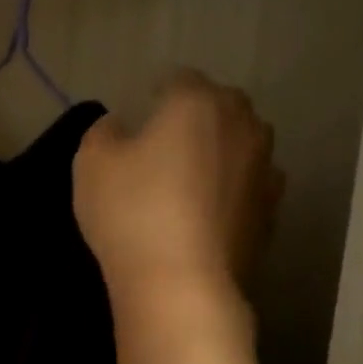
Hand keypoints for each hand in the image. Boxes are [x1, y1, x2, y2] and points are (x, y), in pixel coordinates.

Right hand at [74, 70, 282, 314]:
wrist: (181, 283)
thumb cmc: (130, 211)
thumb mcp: (91, 163)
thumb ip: (103, 132)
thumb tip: (120, 126)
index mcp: (198, 103)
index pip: (179, 80)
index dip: (155, 95)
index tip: (138, 118)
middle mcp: (242, 126)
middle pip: (219, 108)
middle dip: (194, 120)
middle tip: (160, 148)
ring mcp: (265, 171)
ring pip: (239, 148)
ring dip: (216, 156)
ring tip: (185, 185)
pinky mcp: (271, 213)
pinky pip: (246, 188)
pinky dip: (228, 193)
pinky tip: (202, 217)